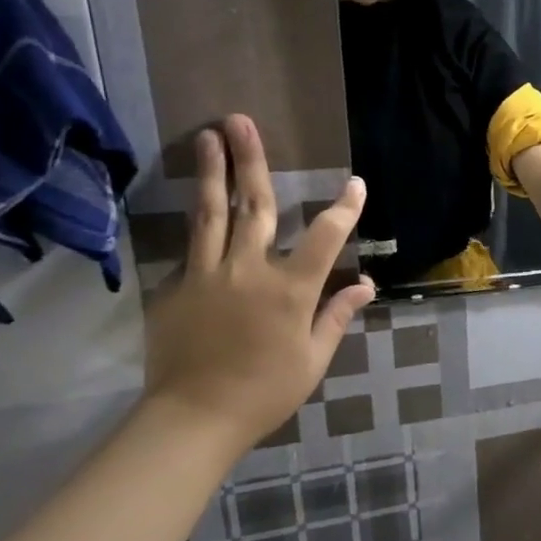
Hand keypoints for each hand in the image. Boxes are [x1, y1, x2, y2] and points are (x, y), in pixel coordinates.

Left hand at [142, 115, 375, 456]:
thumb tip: (366, 284)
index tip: (355, 184)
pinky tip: (200, 210)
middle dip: (251, 160)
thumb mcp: (313, 358)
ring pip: (210, 214)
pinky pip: (191, 251)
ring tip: (205, 136)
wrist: (192, 419)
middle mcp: (248, 269)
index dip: (344, 208)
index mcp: (290, 288)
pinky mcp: (175, 289)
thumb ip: (337, 315)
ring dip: (210, 172)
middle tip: (239, 121)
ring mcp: (206, 275)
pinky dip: (199, 226)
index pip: (325, 235)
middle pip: (253, 204)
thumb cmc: (265, 391)